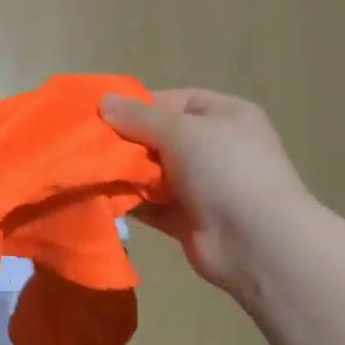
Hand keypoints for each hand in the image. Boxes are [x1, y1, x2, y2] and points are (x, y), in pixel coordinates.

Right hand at [100, 89, 313, 296]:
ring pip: (153, 172)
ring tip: (88, 170)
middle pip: (160, 137)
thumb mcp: (182, 131)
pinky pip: (151, 204)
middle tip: (87, 145)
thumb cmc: (226, 170)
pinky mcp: (187, 219)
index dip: (138, 106)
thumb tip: (104, 101)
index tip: (100, 114)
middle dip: (125, 141)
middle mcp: (214, 147)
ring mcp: (202, 186)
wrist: (257, 243)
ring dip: (124, 173)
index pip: (174, 102)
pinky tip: (99, 197)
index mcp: (224, 116)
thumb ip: (139, 117)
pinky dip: (129, 202)